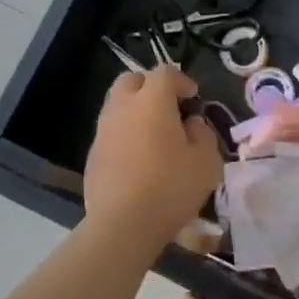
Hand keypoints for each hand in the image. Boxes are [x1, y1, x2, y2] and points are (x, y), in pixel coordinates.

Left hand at [83, 65, 223, 246]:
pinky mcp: (92, 155)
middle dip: (151, 86)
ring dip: (136, 110)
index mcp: (152, 100)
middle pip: (132, 80)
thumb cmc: (170, 187)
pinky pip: (110, 132)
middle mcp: (123, 106)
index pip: (165, 73)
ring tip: (154, 134)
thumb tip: (191, 123)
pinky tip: (138, 158)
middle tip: (168, 106)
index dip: (182, 80)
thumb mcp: (206, 160)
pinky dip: (125, 134)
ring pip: (117, 105)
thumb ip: (203, 134)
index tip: (194, 97)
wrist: (122, 225)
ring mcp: (103, 130)